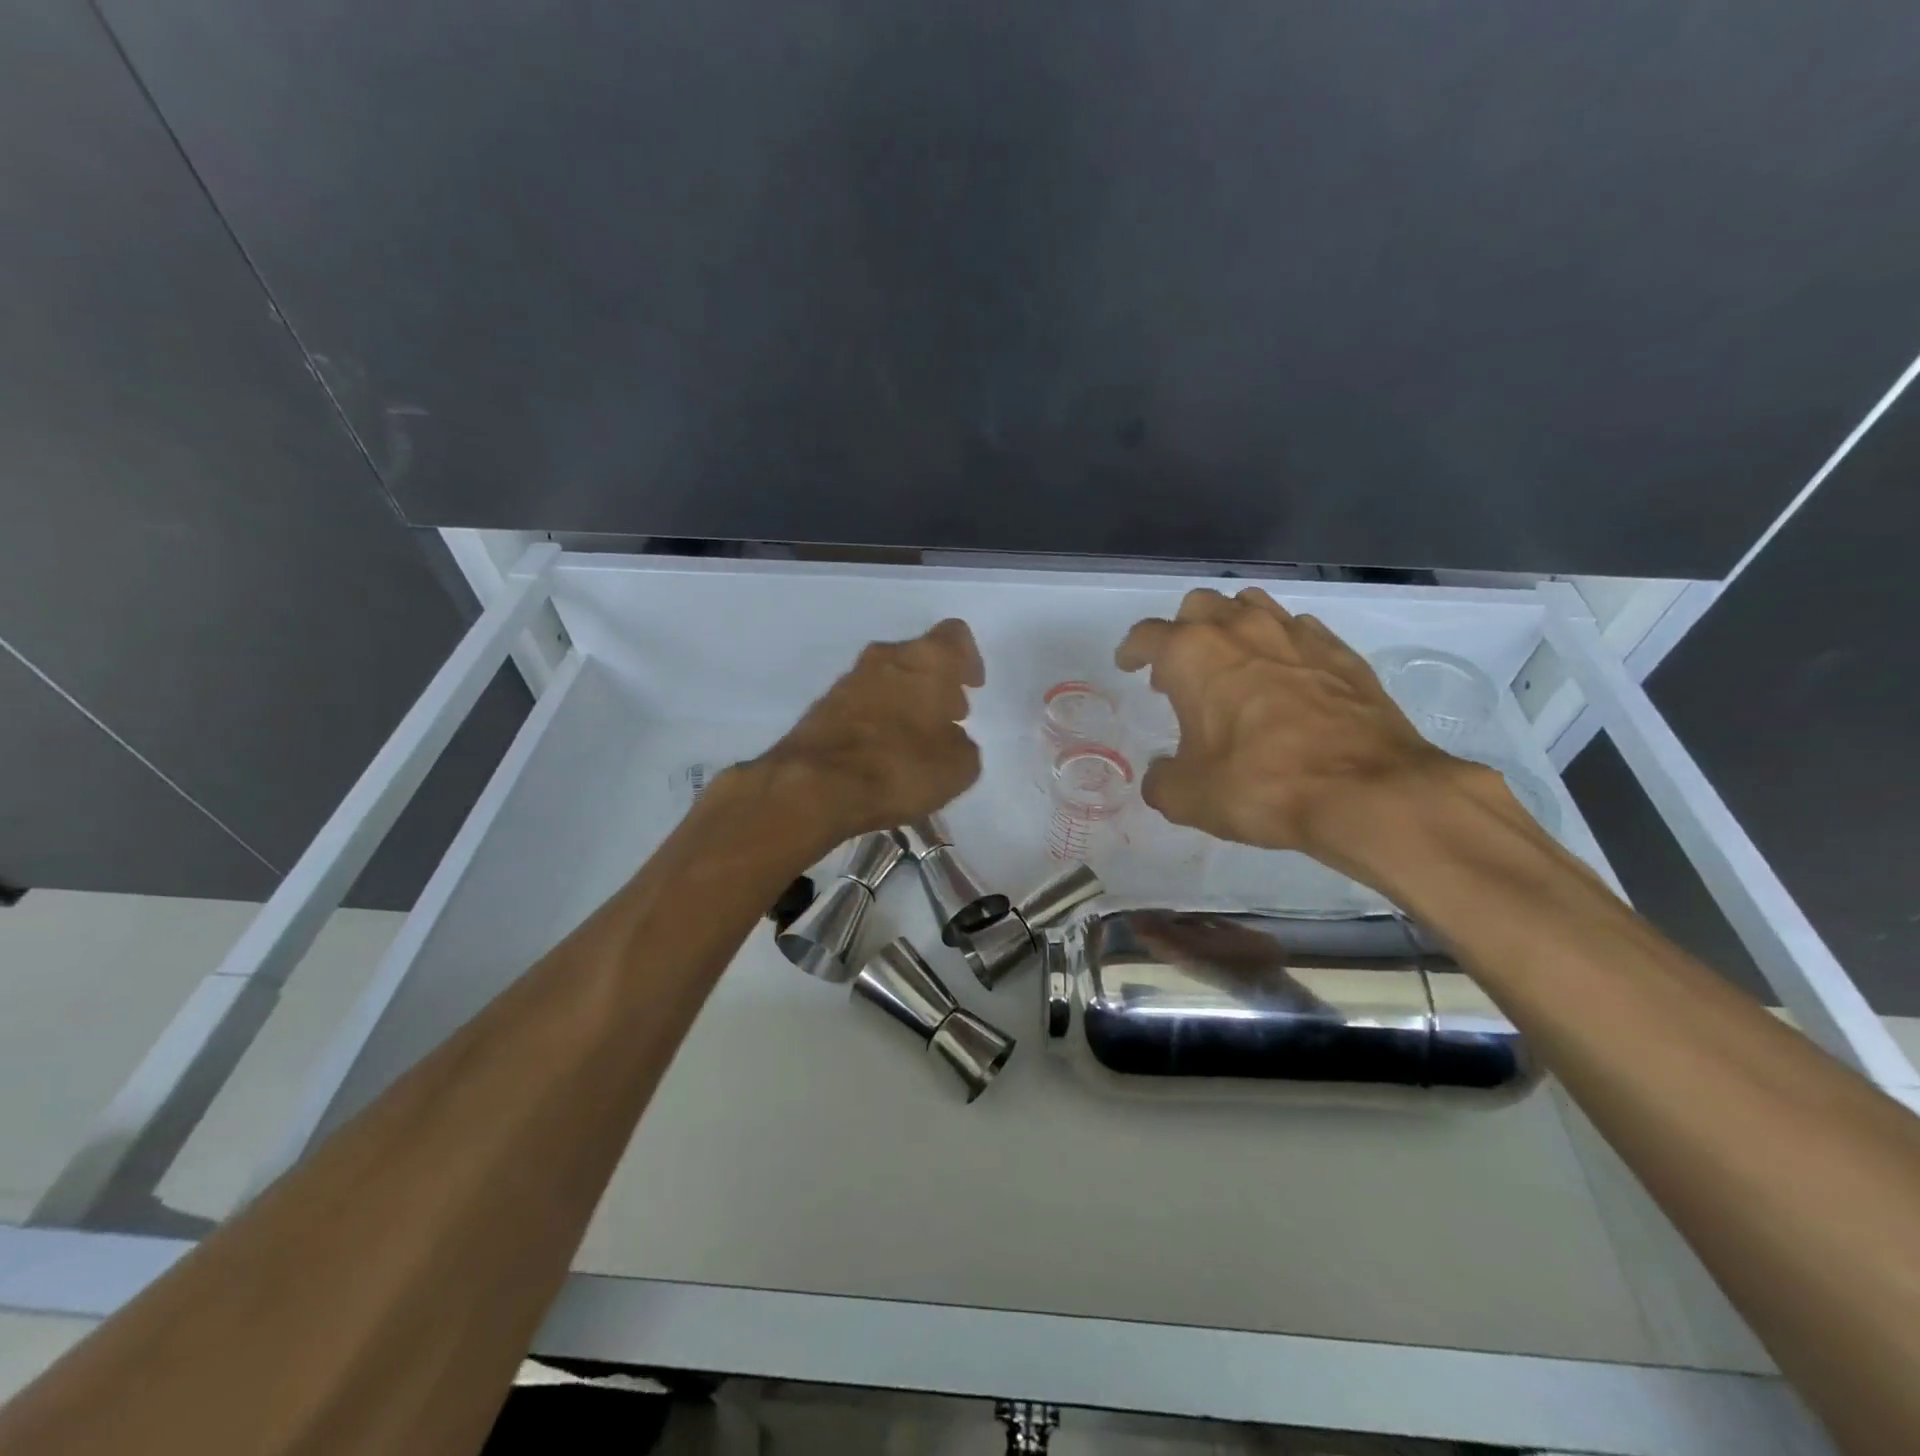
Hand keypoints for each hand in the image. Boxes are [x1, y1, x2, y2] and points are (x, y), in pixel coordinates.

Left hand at [756, 618, 984, 844]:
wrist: (815, 786)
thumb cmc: (901, 767)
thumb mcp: (958, 768)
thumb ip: (962, 745)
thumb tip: (951, 740)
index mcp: (927, 660)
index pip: (955, 636)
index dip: (969, 659)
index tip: (972, 686)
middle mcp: (886, 657)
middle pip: (918, 658)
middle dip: (935, 685)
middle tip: (948, 717)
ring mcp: (849, 680)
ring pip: (888, 679)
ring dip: (905, 701)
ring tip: (915, 740)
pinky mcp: (823, 706)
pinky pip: (862, 703)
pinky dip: (877, 719)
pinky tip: (883, 752)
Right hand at [1115, 587, 1486, 876]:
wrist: (1368, 791)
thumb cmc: (1262, 785)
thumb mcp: (1188, 797)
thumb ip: (1161, 780)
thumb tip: (1163, 772)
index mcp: (1193, 654)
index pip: (1146, 635)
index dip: (1131, 650)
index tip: (1128, 665)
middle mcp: (1241, 629)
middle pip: (1198, 605)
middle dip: (1181, 631)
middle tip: (1181, 671)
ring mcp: (1295, 633)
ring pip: (1250, 605)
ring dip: (1231, 627)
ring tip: (1231, 664)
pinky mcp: (1339, 650)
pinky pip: (1297, 629)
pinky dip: (1279, 645)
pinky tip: (1284, 678)